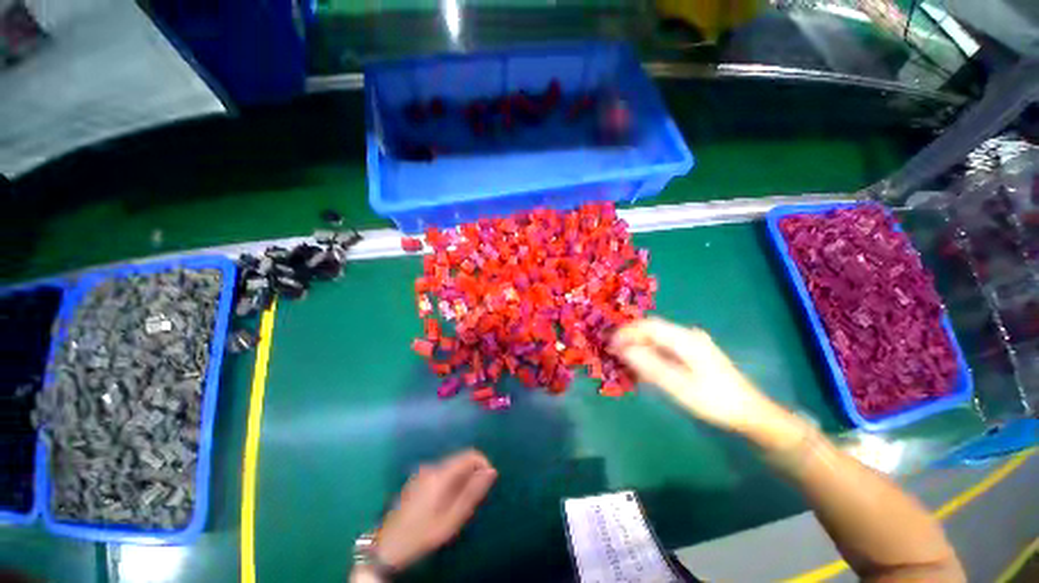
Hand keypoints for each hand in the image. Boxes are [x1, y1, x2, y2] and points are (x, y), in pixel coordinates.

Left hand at [375, 449, 496, 570]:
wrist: (386, 548)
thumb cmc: (422, 535)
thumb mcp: (451, 519)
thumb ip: (472, 493)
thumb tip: (491, 471)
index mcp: (440, 474)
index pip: (470, 455)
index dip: (483, 464)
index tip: (488, 483)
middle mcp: (431, 466)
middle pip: (460, 460)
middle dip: (471, 475)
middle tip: (471, 502)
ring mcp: (422, 472)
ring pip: (450, 468)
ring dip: (460, 480)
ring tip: (457, 506)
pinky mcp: (416, 479)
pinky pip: (440, 474)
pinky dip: (449, 483)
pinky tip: (442, 505)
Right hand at [610, 318, 783, 433]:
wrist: (751, 413)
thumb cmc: (714, 401)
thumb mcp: (678, 386)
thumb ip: (649, 365)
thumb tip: (622, 349)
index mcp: (685, 338)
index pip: (648, 326)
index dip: (626, 332)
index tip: (609, 344)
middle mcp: (688, 334)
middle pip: (652, 329)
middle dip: (630, 337)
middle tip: (614, 351)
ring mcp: (693, 342)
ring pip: (658, 337)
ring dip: (640, 345)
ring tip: (625, 359)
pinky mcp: (695, 352)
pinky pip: (666, 345)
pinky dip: (651, 352)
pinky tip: (645, 365)